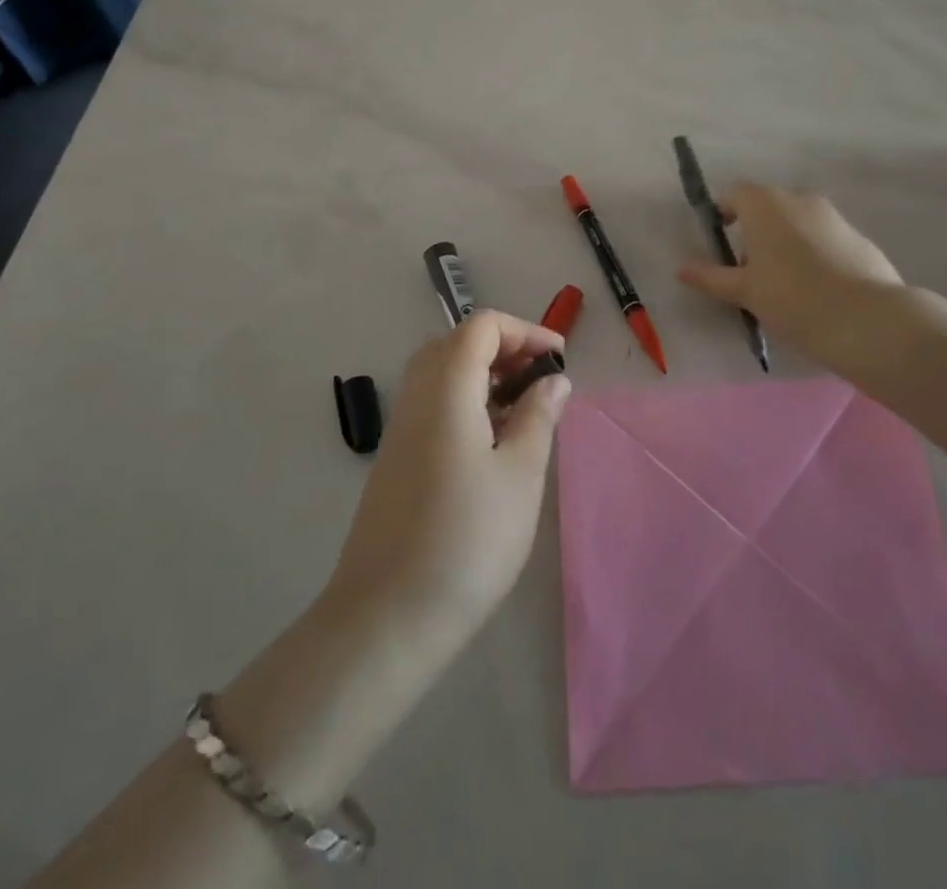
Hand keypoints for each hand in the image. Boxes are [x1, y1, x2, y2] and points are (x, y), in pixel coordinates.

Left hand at [326, 311, 569, 639]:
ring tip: (523, 410)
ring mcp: (400, 429)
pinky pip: (432, 405)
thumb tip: (553, 381)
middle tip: (540, 379)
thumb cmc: (467, 540)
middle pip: (456, 343)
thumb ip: (539, 417)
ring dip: (484, 375)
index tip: (558, 359)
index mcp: (446, 390)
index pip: (480, 327)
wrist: (387, 618)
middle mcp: (416, 398)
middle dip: (503, 348)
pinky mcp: (395, 459)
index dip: (524, 330)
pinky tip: (491, 443)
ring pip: (441, 374)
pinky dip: (465, 401)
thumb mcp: (520, 476)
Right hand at [678, 185, 908, 362]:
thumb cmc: (792, 299)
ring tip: (783, 283)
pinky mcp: (857, 235)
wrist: (867, 319)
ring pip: (797, 220)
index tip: (721, 240)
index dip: (723, 212)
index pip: (734, 193)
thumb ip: (712, 277)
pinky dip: (812, 251)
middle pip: (767, 206)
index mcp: (765, 204)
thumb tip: (682, 269)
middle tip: (749, 269)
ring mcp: (832, 215)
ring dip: (784, 240)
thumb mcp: (745, 292)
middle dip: (755, 230)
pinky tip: (816, 287)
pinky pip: (823, 236)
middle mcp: (798, 198)